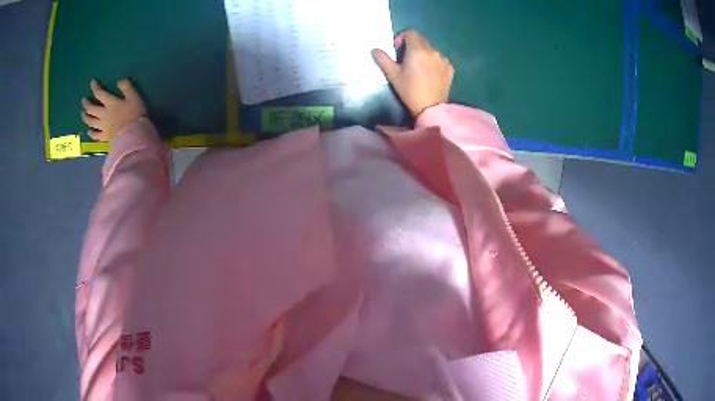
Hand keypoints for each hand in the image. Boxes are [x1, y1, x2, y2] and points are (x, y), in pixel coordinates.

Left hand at [81, 79, 146, 140]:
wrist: (133, 136)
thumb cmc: (135, 115)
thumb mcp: (134, 97)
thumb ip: (126, 87)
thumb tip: (119, 81)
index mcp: (110, 103)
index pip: (100, 93)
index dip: (95, 87)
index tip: (92, 82)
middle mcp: (103, 114)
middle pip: (92, 109)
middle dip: (87, 104)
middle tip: (83, 100)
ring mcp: (103, 127)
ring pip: (91, 121)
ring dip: (85, 117)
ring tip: (83, 114)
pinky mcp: (105, 137)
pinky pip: (95, 136)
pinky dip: (91, 133)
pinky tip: (88, 131)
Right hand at [372, 30, 453, 117]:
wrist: (431, 108)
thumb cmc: (410, 91)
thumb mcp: (393, 75)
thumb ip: (383, 60)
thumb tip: (374, 50)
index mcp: (417, 50)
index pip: (410, 33)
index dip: (402, 37)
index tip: (397, 49)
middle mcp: (432, 51)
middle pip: (421, 40)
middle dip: (412, 45)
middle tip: (405, 60)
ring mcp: (443, 59)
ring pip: (431, 50)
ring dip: (423, 54)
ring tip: (418, 68)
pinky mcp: (450, 68)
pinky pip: (439, 59)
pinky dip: (433, 62)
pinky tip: (429, 74)